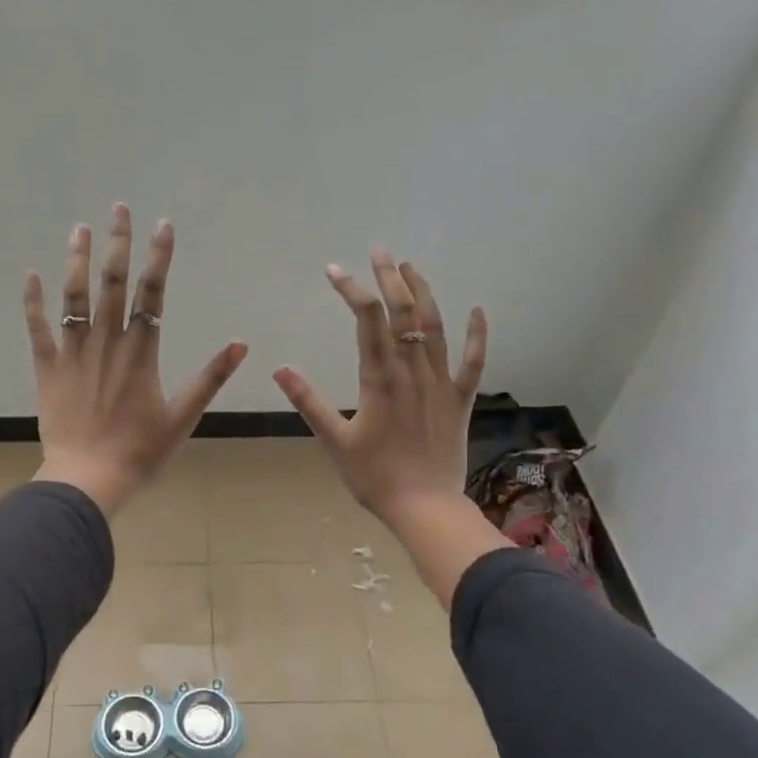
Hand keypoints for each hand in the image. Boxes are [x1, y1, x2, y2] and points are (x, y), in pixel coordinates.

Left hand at [25, 204, 247, 515]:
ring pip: (74, 297)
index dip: (159, 257)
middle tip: (119, 208)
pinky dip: (33, 301)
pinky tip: (30, 273)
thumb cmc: (140, 451)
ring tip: (80, 228)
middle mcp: (107, 342)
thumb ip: (210, 377)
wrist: (88, 478)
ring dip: (78, 260)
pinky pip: (38, 328)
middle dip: (118, 243)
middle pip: (114, 283)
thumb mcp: (184, 416)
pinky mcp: (48, 368)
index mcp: (142, 352)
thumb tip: (240, 343)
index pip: (153, 293)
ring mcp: (74, 352)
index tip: (163, 224)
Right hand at [272, 251, 485, 527]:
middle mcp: (413, 371)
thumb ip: (308, 402)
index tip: (334, 270)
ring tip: (410, 267)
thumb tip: (279, 369)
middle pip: (403, 313)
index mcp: (379, 378)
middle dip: (389, 278)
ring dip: (424, 293)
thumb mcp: (334, 440)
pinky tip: (477, 309)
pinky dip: (476, 334)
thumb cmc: (373, 477)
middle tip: (379, 251)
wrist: (424, 507)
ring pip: (436, 326)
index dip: (352, 290)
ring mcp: (441, 383)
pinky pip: (473, 361)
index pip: (367, 320)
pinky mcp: (460, 399)